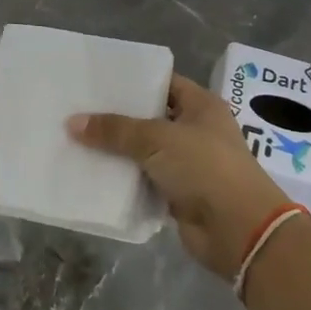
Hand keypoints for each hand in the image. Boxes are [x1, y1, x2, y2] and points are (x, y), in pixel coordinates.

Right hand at [69, 75, 290, 278]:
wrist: (238, 230)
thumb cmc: (205, 168)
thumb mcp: (157, 139)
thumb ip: (115, 130)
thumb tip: (72, 122)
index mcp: (201, 105)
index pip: (163, 82)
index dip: (133, 79)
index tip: (97, 79)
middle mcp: (195, 130)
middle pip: (150, 117)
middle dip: (117, 116)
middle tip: (77, 108)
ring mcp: (187, 164)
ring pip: (143, 151)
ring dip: (116, 150)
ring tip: (75, 138)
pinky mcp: (177, 194)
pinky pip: (143, 180)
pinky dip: (122, 179)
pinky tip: (90, 172)